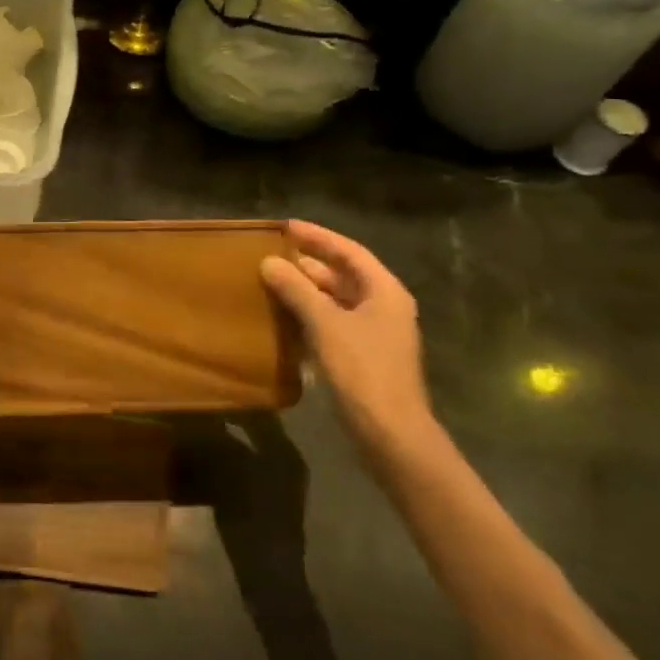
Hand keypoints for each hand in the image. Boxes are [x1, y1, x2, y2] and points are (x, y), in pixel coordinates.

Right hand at [260, 220, 434, 458]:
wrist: (390, 433)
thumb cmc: (362, 370)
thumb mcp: (325, 324)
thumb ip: (296, 290)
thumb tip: (269, 262)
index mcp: (384, 291)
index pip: (349, 251)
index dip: (318, 237)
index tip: (286, 227)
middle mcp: (384, 306)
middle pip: (344, 274)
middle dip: (309, 263)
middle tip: (273, 253)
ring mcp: (375, 333)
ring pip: (337, 300)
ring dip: (307, 289)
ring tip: (273, 280)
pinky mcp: (364, 355)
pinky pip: (334, 322)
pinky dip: (311, 314)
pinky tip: (285, 315)